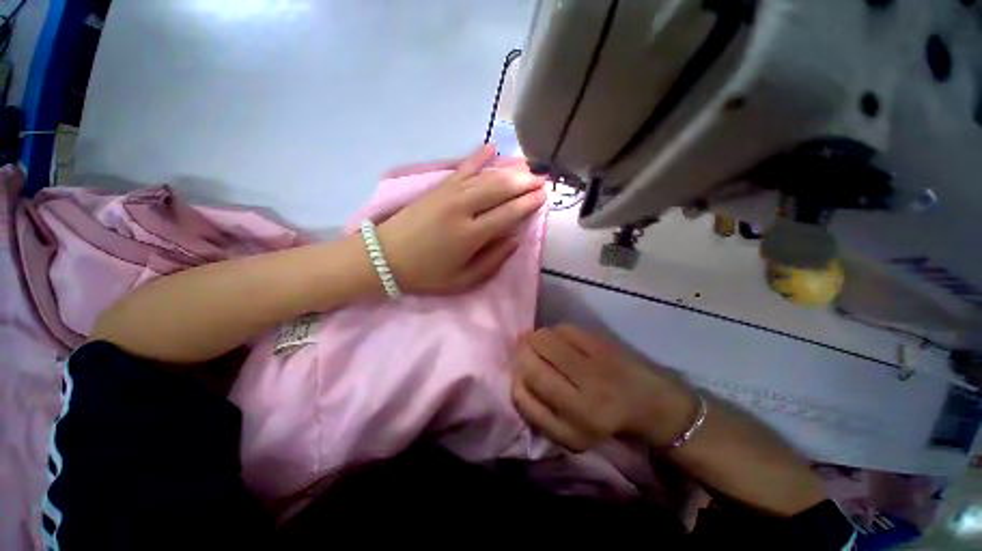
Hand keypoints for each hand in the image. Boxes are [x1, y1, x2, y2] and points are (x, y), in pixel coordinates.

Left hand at [377, 144, 545, 293]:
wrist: (384, 257)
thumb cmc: (426, 274)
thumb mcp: (463, 280)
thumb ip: (492, 261)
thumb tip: (514, 239)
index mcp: (470, 235)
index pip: (508, 213)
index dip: (528, 203)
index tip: (543, 196)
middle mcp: (462, 208)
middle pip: (500, 189)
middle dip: (524, 182)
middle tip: (541, 180)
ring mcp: (448, 194)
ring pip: (486, 176)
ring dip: (509, 170)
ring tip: (527, 167)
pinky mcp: (437, 188)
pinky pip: (462, 168)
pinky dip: (478, 157)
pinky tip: (491, 148)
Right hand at [511, 324, 698, 452]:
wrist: (650, 403)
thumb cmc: (603, 422)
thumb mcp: (568, 435)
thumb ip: (537, 412)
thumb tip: (516, 376)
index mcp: (573, 424)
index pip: (522, 392)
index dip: (515, 378)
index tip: (520, 373)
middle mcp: (583, 394)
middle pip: (530, 360)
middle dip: (521, 353)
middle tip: (526, 353)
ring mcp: (594, 364)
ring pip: (543, 338)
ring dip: (535, 339)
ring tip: (541, 345)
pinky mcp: (603, 343)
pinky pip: (563, 328)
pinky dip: (555, 332)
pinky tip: (560, 339)